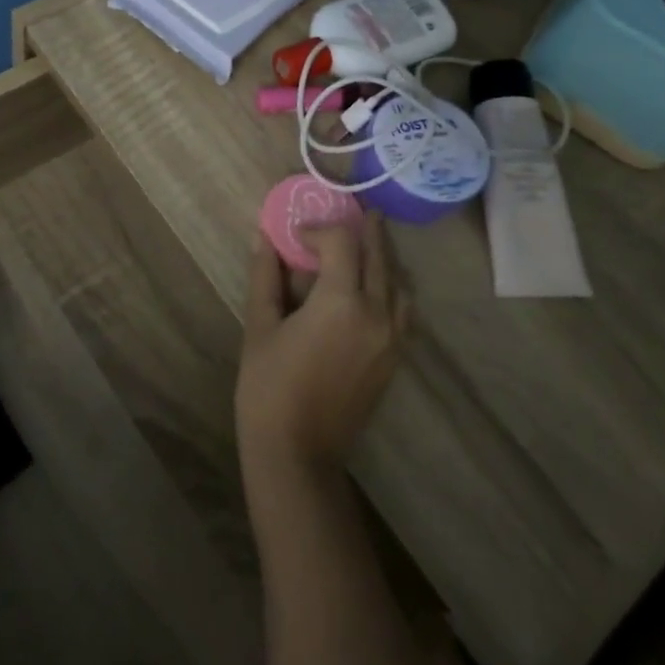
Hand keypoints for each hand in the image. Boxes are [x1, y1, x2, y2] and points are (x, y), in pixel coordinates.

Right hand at [236, 213, 409, 483]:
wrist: (298, 451)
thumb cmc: (269, 386)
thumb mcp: (260, 326)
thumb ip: (266, 276)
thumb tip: (264, 236)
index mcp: (341, 302)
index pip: (342, 243)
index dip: (320, 229)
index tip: (297, 234)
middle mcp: (377, 314)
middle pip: (379, 256)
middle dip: (365, 231)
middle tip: (354, 213)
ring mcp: (392, 338)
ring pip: (399, 282)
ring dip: (383, 258)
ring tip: (364, 246)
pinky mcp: (395, 357)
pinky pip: (404, 309)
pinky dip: (393, 288)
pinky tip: (374, 288)